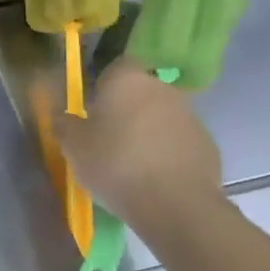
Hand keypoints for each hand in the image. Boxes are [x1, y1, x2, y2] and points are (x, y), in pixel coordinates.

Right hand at [59, 59, 224, 229]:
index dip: (103, 85)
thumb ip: (65, 125)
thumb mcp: (73, 147)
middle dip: (124, 110)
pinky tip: (153, 178)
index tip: (92, 108)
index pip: (116, 67)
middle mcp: (162, 89)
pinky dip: (165, 153)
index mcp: (127, 81)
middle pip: (139, 92)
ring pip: (159, 117)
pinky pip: (177, 141)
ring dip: (146, 132)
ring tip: (130, 164)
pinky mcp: (206, 143)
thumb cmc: (115, 164)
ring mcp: (189, 116)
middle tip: (106, 139)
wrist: (175, 203)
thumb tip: (63, 116)